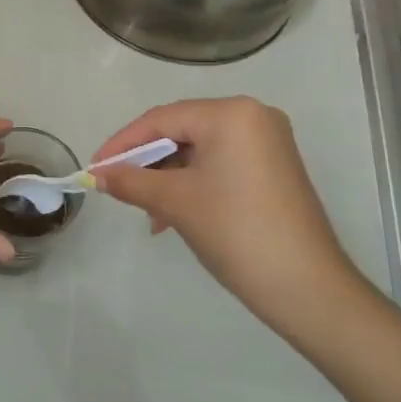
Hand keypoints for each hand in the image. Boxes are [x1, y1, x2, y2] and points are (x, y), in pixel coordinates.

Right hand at [91, 98, 359, 327]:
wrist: (307, 287)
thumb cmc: (236, 232)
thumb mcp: (175, 202)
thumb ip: (131, 181)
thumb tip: (97, 175)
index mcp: (231, 114)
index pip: (162, 119)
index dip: (123, 143)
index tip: (94, 168)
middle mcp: (253, 116)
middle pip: (181, 131)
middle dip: (146, 162)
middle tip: (117, 188)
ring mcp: (268, 142)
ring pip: (199, 151)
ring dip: (168, 178)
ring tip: (149, 213)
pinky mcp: (274, 168)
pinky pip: (220, 164)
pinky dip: (193, 184)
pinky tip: (174, 215)